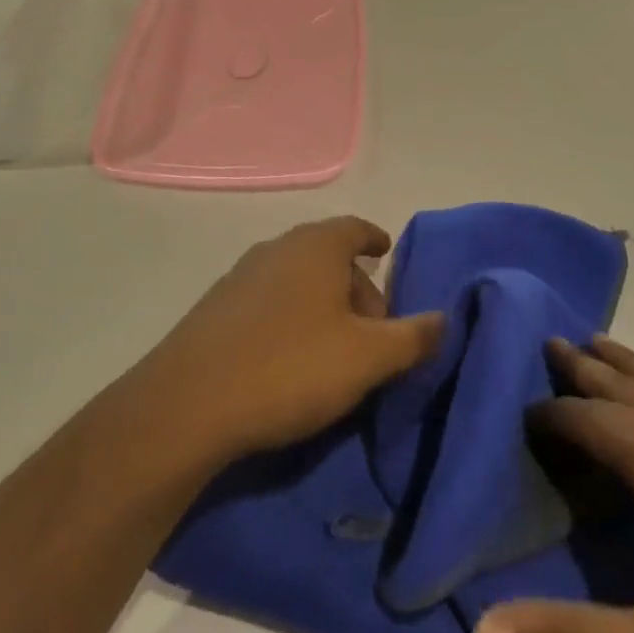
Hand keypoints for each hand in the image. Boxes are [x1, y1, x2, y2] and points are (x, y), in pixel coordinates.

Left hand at [131, 217, 444, 467]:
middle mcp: (277, 248)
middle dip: (355, 286)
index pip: (355, 228)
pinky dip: (289, 318)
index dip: (374, 240)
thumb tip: (444, 319)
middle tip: (374, 329)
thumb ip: (412, 337)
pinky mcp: (215, 309)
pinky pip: (267, 302)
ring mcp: (240, 276)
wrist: (189, 404)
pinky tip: (289, 360)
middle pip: (327, 256)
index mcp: (316, 245)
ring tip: (335, 349)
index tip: (385, 252)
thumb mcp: (367, 358)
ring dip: (321, 305)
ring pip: (296, 280)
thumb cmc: (291, 367)